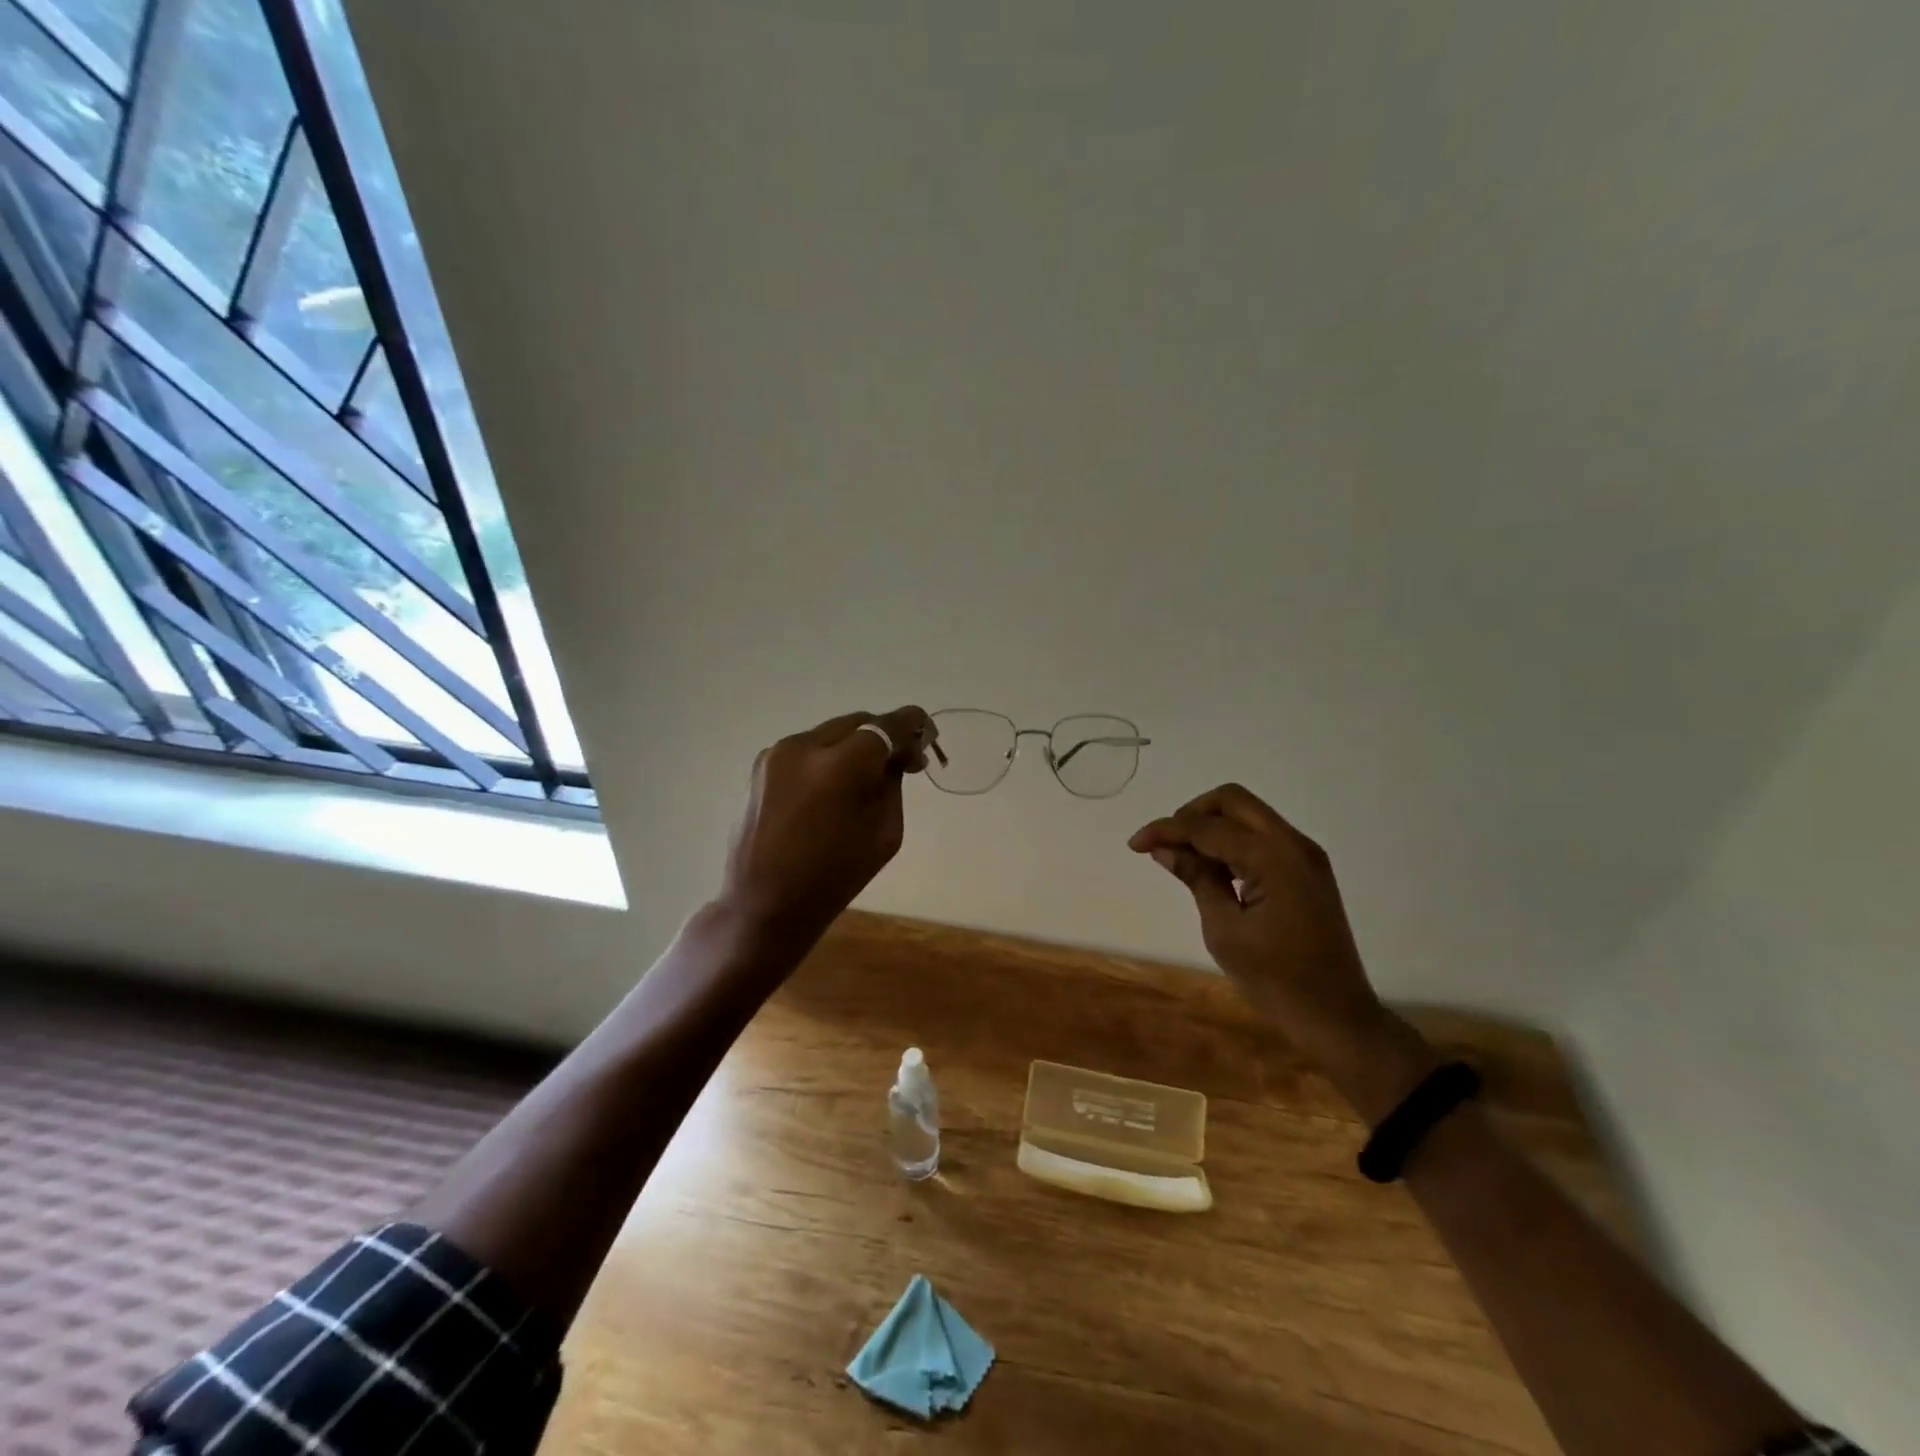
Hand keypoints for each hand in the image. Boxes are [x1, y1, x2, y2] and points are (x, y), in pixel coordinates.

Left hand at [719, 706, 933, 942]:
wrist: (763, 905)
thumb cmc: (832, 879)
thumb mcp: (884, 833)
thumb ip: (892, 784)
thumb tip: (896, 757)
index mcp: (836, 768)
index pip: (884, 728)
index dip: (912, 726)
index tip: (929, 734)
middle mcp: (802, 747)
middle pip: (857, 723)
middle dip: (884, 736)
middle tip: (904, 762)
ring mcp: (776, 753)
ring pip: (831, 733)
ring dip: (855, 746)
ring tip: (867, 776)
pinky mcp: (761, 765)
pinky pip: (808, 748)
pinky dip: (829, 757)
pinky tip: (834, 786)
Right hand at [1129, 784, 1390, 1065]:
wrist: (1335, 1015)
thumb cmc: (1275, 979)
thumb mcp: (1224, 929)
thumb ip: (1196, 879)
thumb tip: (1164, 848)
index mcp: (1273, 858)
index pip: (1207, 827)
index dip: (1167, 830)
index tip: (1135, 844)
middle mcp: (1293, 843)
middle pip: (1232, 800)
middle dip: (1191, 814)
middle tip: (1165, 843)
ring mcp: (1304, 854)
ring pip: (1248, 814)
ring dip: (1212, 825)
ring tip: (1183, 857)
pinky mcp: (1307, 868)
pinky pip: (1262, 835)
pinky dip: (1232, 840)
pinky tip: (1212, 867)